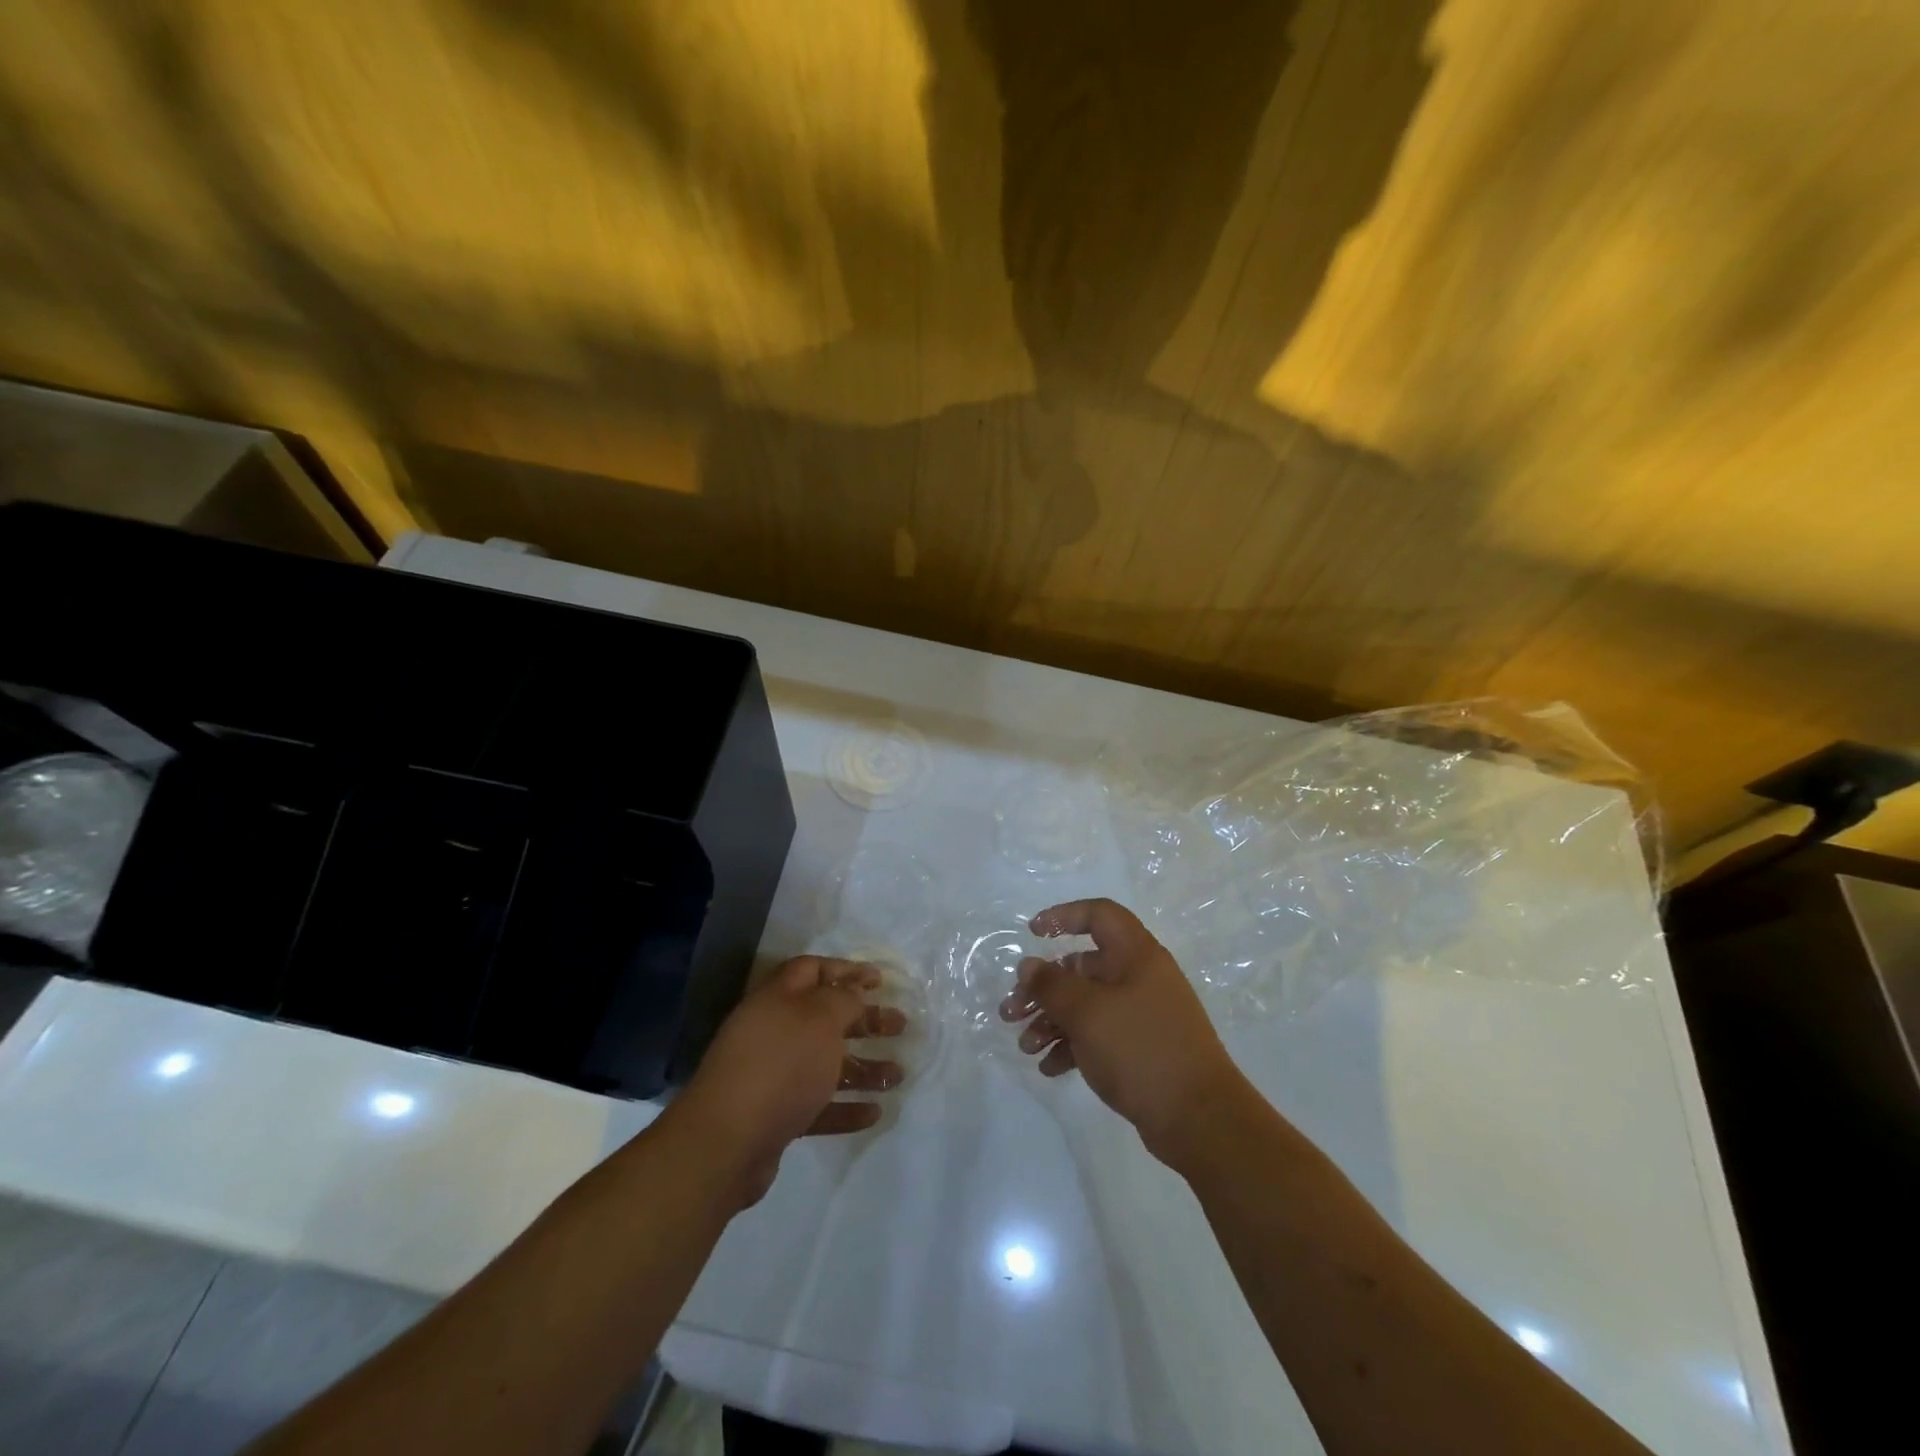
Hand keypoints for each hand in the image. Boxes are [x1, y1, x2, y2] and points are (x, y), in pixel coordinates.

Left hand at [671, 956, 905, 1207]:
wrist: (727, 1143)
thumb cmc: (780, 1065)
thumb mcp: (820, 1019)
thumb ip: (843, 999)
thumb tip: (854, 990)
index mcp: (778, 999)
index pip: (812, 970)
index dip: (846, 970)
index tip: (880, 980)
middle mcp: (773, 1032)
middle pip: (825, 1018)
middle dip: (865, 1020)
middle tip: (900, 1025)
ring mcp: (773, 1076)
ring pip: (826, 1064)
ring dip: (863, 1067)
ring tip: (898, 1075)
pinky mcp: (776, 1117)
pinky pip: (819, 1106)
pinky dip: (846, 1107)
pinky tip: (874, 1113)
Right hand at [1000, 898, 1244, 1166]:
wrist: (1200, 1119)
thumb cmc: (1141, 1049)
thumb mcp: (1088, 1012)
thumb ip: (1052, 985)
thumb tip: (1029, 966)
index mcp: (1136, 955)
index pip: (1099, 915)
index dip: (1064, 916)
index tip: (1033, 933)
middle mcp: (1140, 978)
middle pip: (1083, 967)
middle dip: (1043, 987)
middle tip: (1011, 1010)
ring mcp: (1142, 1015)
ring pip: (1086, 1005)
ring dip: (1051, 1020)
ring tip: (1025, 1046)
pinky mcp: (1141, 1049)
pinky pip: (1098, 1036)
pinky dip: (1072, 1046)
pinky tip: (1049, 1067)